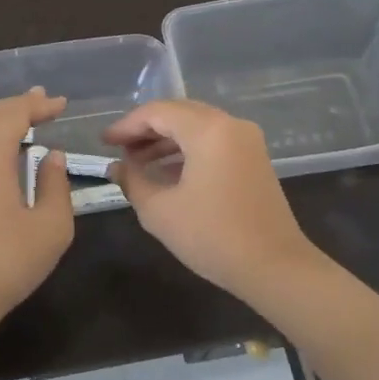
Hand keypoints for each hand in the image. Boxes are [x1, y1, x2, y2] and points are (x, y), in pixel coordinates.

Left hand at [0, 88, 74, 326]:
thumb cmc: (7, 261)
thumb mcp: (51, 226)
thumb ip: (55, 184)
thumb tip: (51, 156)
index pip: (14, 114)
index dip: (38, 105)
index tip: (62, 104)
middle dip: (19, 104)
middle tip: (45, 101)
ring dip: (2, 116)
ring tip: (26, 113)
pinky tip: (2, 142)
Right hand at [104, 99, 318, 299]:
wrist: (274, 267)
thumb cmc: (212, 236)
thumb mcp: (160, 211)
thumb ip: (133, 181)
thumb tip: (117, 167)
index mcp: (208, 130)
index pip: (158, 113)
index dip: (127, 126)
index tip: (104, 143)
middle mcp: (230, 125)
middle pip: (179, 113)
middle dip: (146, 129)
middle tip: (119, 149)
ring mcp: (247, 141)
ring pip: (197, 127)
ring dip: (166, 141)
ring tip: (137, 163)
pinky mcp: (254, 159)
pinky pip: (213, 142)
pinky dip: (187, 151)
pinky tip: (166, 173)